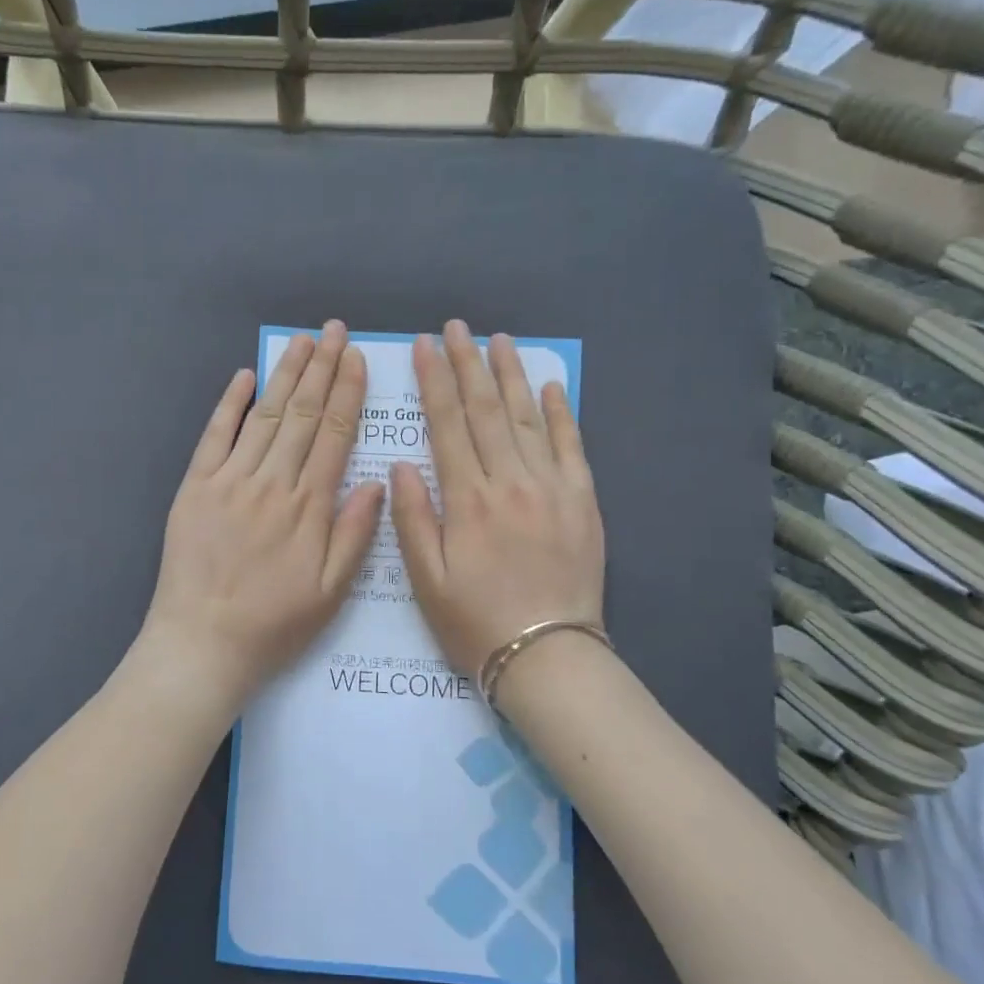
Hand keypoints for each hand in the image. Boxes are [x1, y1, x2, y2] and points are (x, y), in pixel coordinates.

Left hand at [142, 321, 385, 710]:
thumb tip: (376, 481)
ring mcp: (230, 480)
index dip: (346, 393)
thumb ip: (355, 533)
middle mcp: (272, 482)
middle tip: (333, 330)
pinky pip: (215, 436)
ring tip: (301, 341)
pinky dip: (230, 404)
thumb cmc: (274, 624)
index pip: (334, 434)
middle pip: (301, 414)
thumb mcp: (332, 591)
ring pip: (264, 416)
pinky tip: (244, 376)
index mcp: (309, 506)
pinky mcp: (196, 487)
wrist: (202, 644)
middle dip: (320, 368)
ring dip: (284, 375)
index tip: (356, 359)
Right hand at [389, 320, 604, 677]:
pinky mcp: (583, 500)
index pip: (446, 423)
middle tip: (457, 328)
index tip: (424, 346)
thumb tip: (401, 464)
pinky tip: (551, 385)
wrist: (548, 656)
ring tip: (499, 340)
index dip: (434, 380)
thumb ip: (412, 518)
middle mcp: (510, 481)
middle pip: (485, 409)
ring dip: (511, 375)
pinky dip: (561, 412)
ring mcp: (551, 487)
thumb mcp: (425, 579)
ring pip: (528, 417)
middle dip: (468, 363)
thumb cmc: (475, 621)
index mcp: (467, 499)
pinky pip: (572, 445)